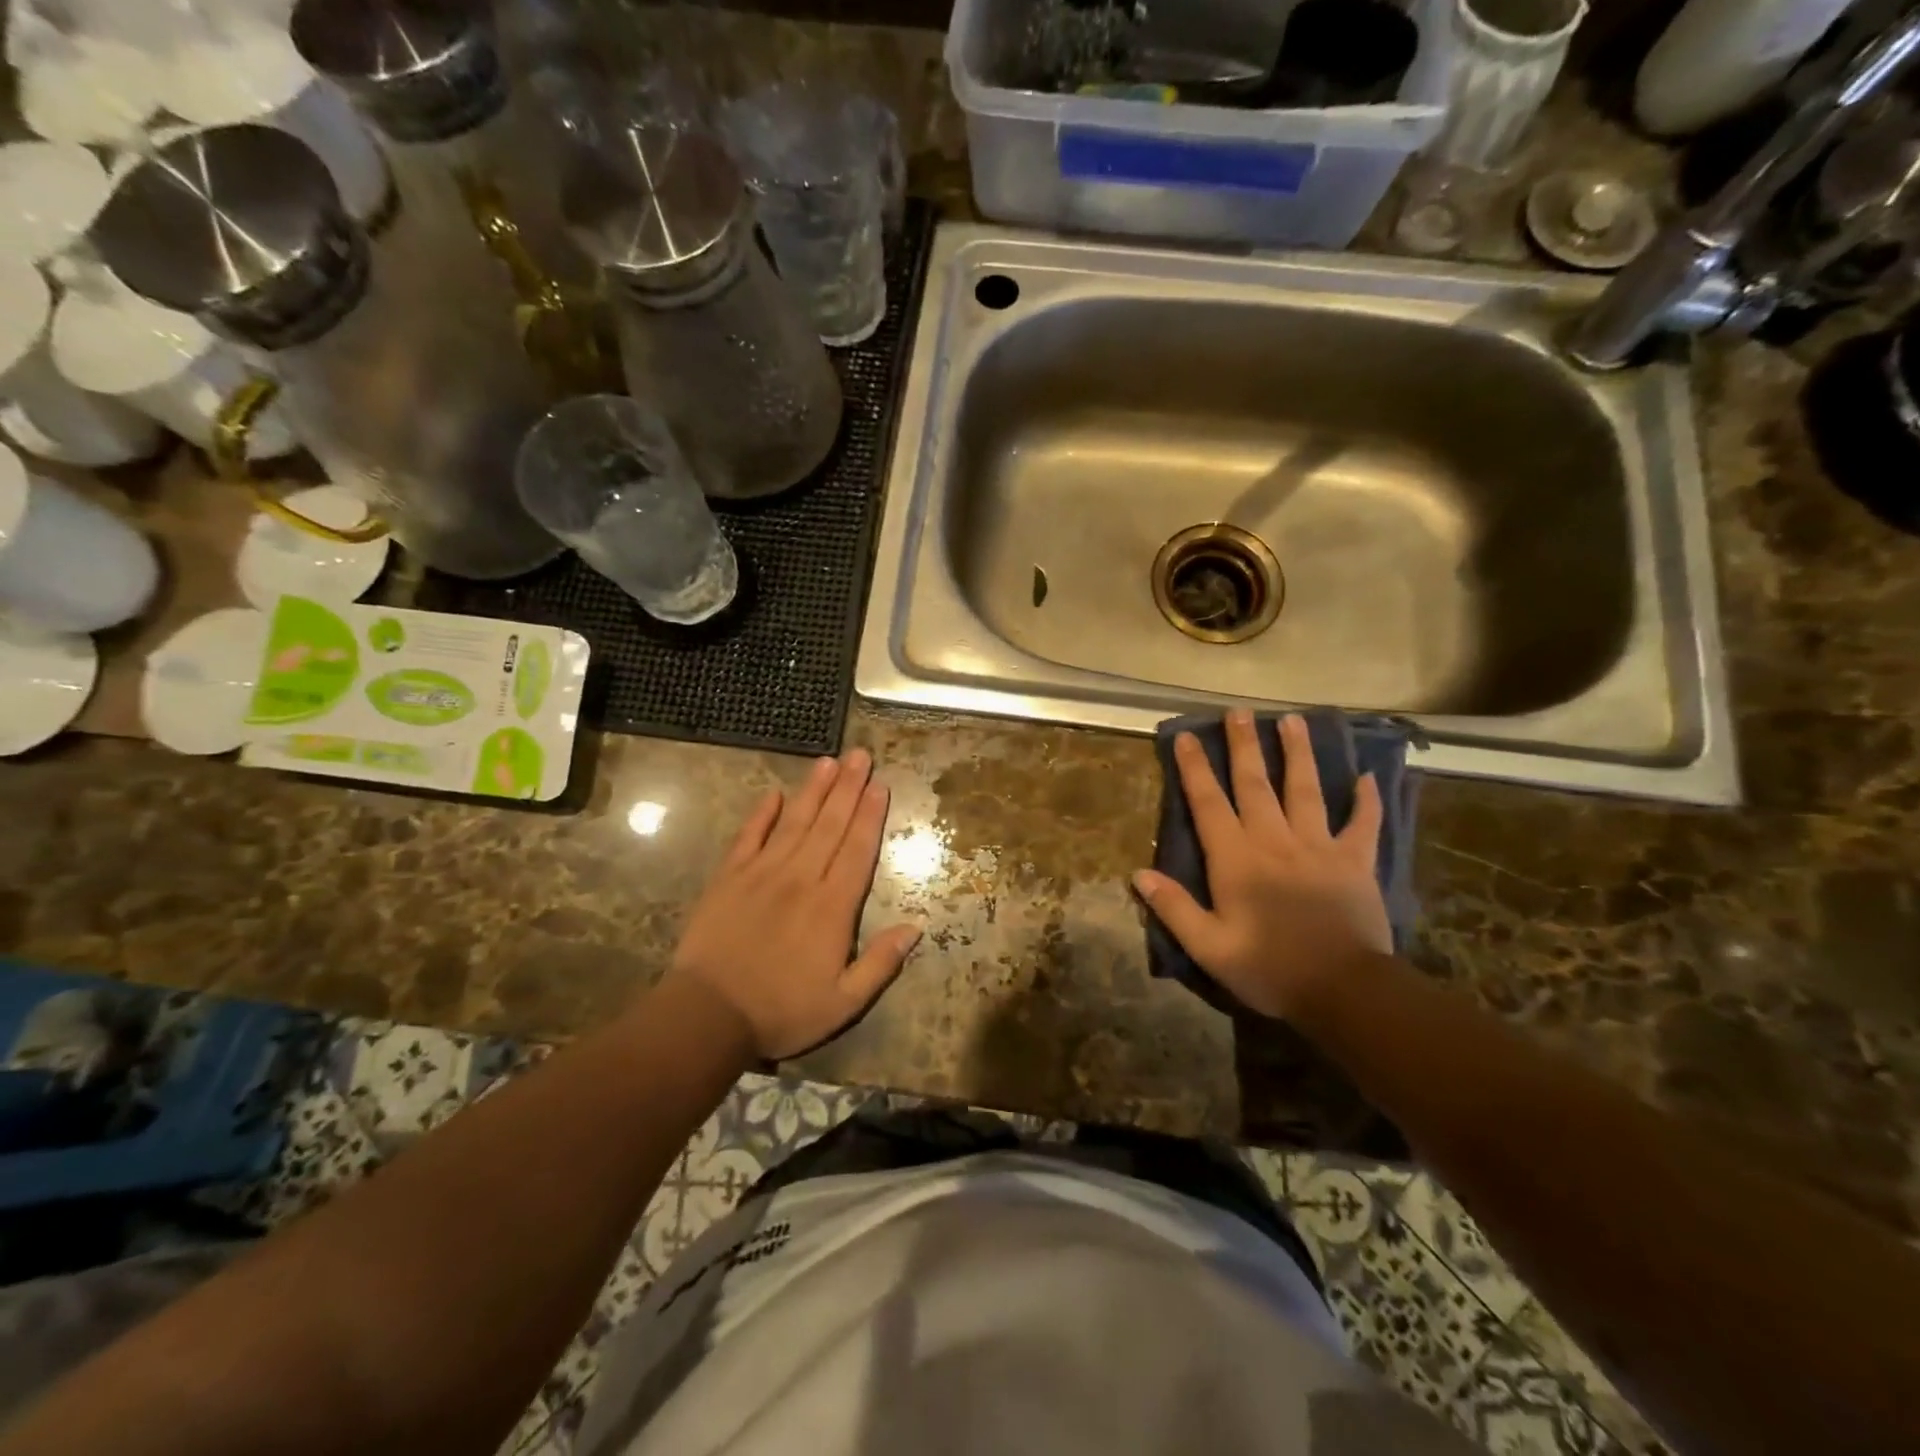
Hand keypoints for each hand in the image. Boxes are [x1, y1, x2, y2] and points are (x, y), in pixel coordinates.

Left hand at [668, 749, 921, 1059]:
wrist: (708, 1016)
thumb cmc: (781, 1011)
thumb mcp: (843, 1002)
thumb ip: (881, 964)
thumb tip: (916, 927)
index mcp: (832, 906)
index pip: (857, 850)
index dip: (870, 816)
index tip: (880, 786)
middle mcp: (801, 879)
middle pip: (830, 825)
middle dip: (848, 788)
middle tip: (860, 755)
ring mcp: (762, 873)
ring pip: (794, 822)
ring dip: (814, 790)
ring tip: (829, 761)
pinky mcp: (729, 878)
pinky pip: (748, 837)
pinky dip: (762, 814)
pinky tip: (773, 793)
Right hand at [1133, 711, 1390, 1018]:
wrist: (1344, 990)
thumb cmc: (1270, 969)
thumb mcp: (1209, 948)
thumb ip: (1174, 908)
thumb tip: (1139, 873)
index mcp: (1236, 859)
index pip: (1209, 803)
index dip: (1195, 768)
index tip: (1187, 736)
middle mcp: (1274, 841)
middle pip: (1255, 784)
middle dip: (1244, 746)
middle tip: (1240, 712)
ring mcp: (1319, 847)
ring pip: (1306, 790)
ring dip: (1298, 754)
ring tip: (1292, 721)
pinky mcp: (1356, 862)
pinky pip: (1363, 825)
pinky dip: (1366, 801)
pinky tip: (1367, 776)